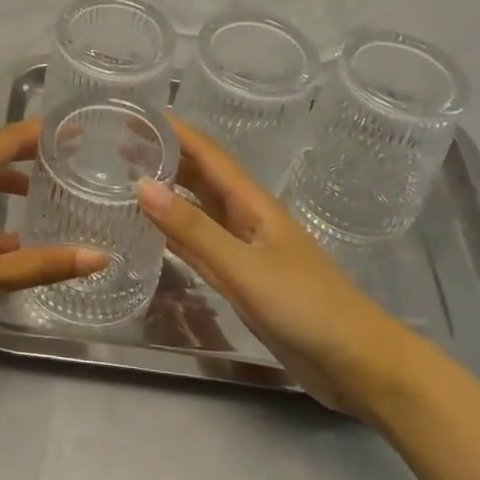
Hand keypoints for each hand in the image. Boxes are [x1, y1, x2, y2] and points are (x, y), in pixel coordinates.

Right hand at [136, 121, 418, 415]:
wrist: (358, 365)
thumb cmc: (307, 307)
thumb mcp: (245, 267)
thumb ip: (194, 230)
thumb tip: (142, 184)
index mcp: (253, 204)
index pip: (208, 155)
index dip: (176, 132)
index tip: (139, 113)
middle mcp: (247, 219)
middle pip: (202, 177)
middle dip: (167, 157)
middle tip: (121, 143)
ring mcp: (246, 251)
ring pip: (200, 210)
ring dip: (170, 191)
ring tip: (129, 177)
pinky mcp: (244, 281)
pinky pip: (202, 246)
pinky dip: (178, 233)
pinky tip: (156, 230)